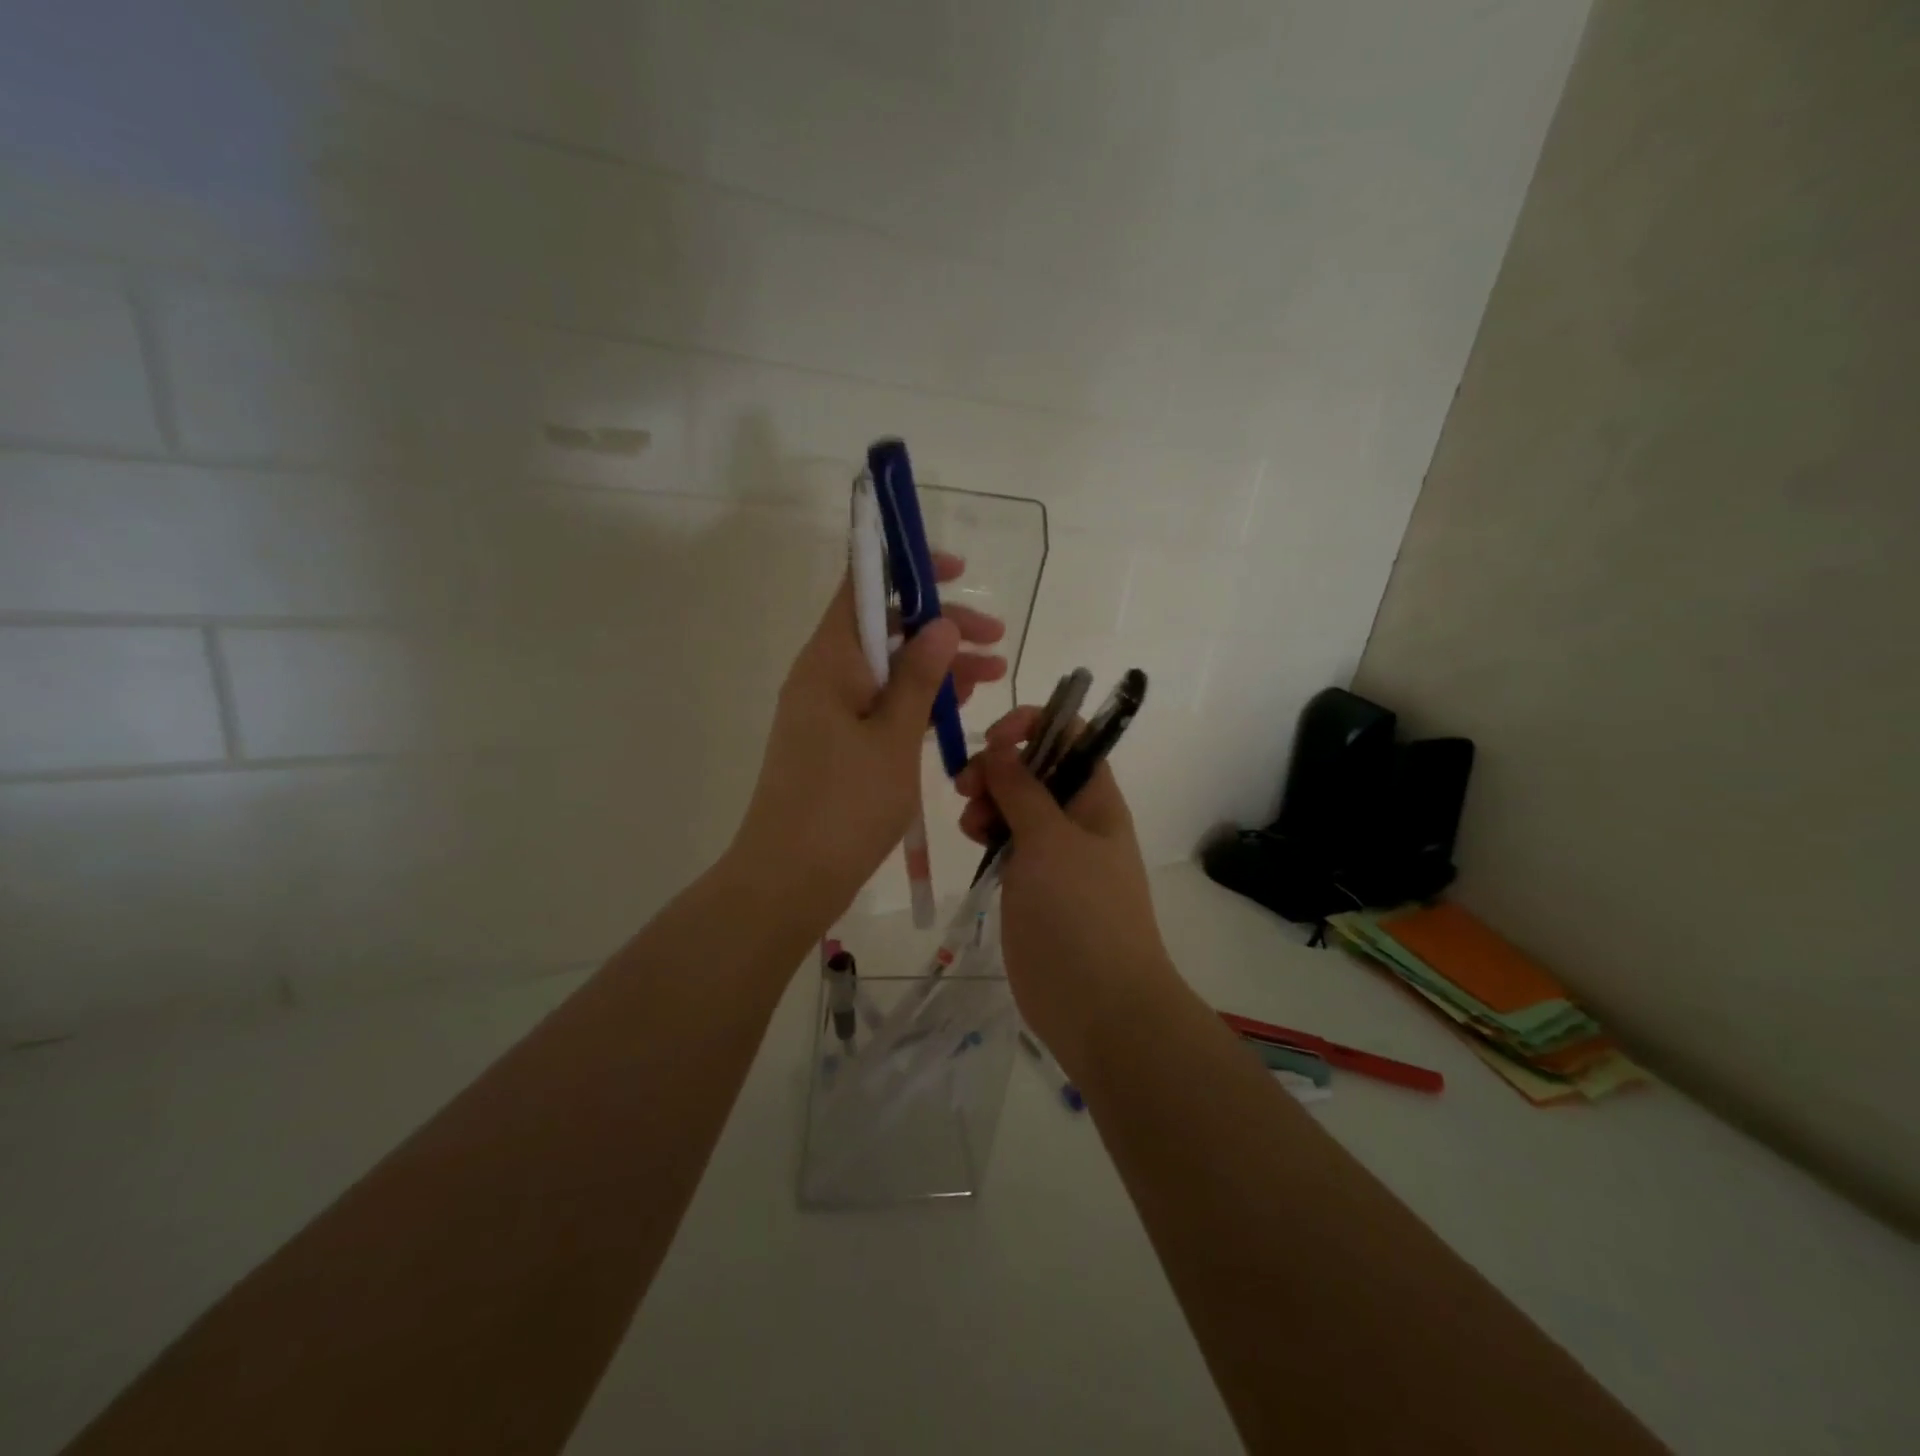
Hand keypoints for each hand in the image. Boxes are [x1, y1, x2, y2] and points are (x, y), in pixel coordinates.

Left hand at [732, 553, 1005, 923]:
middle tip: (995, 640)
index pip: (863, 586)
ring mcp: (828, 710)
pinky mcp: (836, 742)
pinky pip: (880, 704)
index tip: (955, 571)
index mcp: (829, 660)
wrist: (789, 879)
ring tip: (992, 676)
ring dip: (937, 668)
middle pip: (885, 629)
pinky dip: (917, 701)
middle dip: (941, 628)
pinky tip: (956, 709)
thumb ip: (919, 678)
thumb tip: (940, 625)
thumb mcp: (893, 738)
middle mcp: (824, 675)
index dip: (906, 568)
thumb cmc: (844, 805)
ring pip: (888, 669)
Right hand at [955, 706, 1176, 1073]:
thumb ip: (1022, 790)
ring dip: (987, 800)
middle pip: (1034, 768)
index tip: (993, 740)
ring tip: (971, 824)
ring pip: (1015, 805)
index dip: (1032, 725)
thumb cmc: (1081, 913)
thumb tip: (1000, 748)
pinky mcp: (1031, 884)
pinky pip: (1007, 841)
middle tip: (967, 786)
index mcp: (1095, 798)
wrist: (1098, 1006)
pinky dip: (987, 832)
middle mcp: (1076, 817)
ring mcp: (1053, 853)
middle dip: (998, 767)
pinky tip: (973, 841)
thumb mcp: (1051, 841)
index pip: (1070, 734)